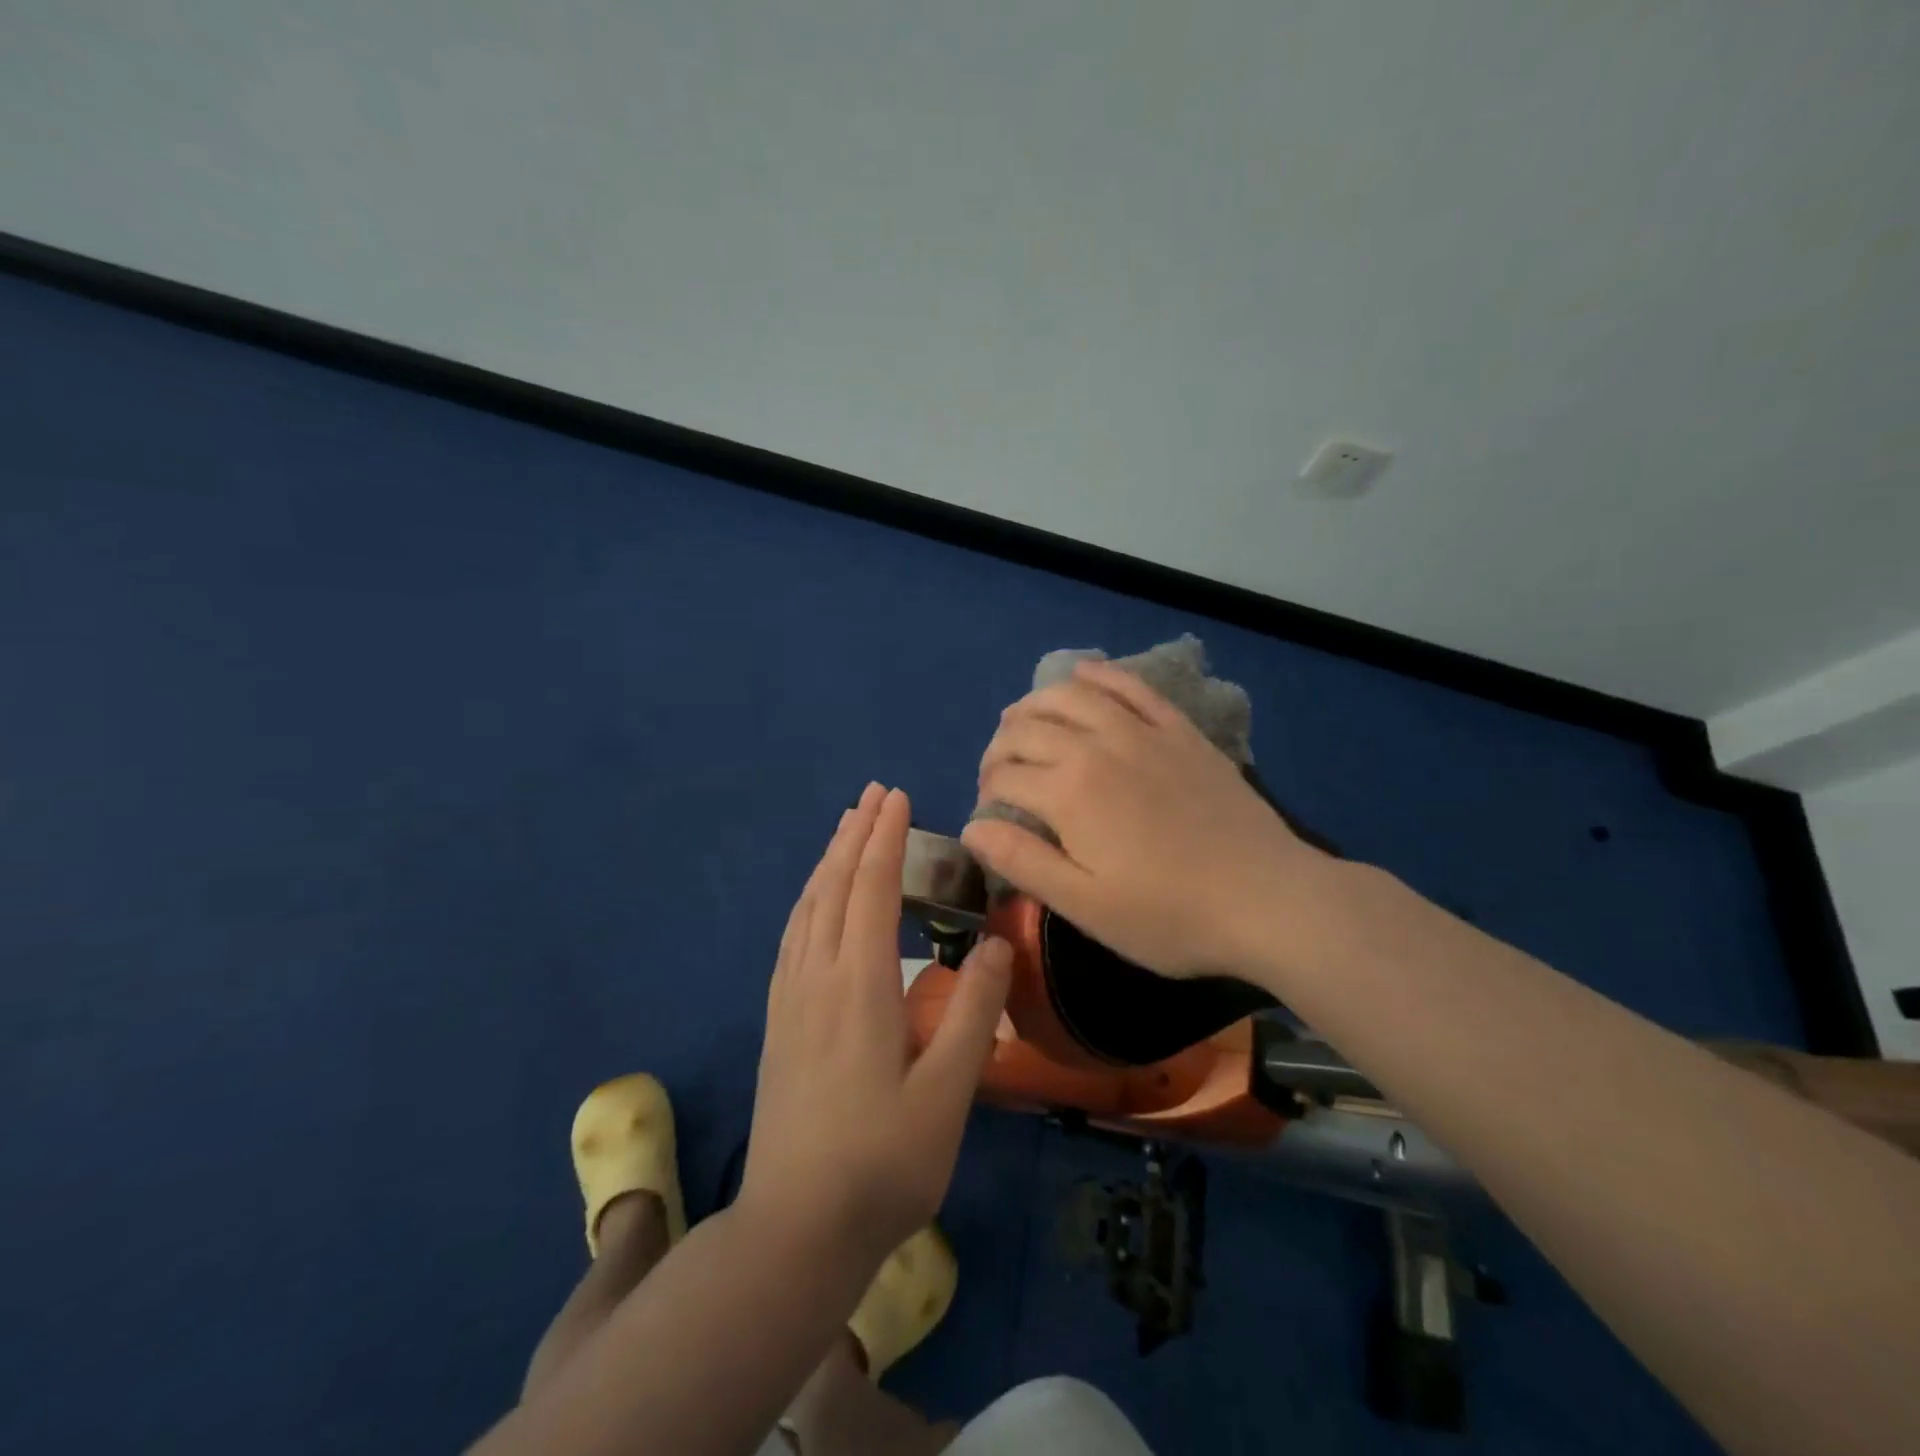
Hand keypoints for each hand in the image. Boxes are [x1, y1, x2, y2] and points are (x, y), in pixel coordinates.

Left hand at [741, 783, 1012, 1258]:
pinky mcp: (778, 1021)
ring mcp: (790, 999)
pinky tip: (814, 901)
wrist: (795, 1229)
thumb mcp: (948, 1093)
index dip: (885, 840)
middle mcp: (817, 977)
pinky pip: (792, 935)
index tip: (898, 798)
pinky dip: (808, 899)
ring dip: (829, 861)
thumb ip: (974, 1012)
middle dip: (855, 835)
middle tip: (874, 795)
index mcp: (859, 985)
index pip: (871, 889)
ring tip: (846, 830)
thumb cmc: (884, 1162)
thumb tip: (995, 942)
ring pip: (807, 908)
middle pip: (834, 886)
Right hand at [963, 659, 1333, 980]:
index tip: (990, 816)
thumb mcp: (1086, 906)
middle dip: (1000, 747)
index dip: (986, 791)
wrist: (1267, 899)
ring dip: (1035, 703)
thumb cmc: (1169, 916)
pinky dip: (1100, 676)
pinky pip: (1131, 687)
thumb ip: (1023, 862)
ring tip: (1023, 722)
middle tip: (999, 775)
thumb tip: (973, 827)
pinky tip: (1083, 675)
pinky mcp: (1178, 731)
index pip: (1004, 775)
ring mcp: (1141, 732)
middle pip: (1028, 728)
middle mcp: (1096, 746)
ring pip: (1071, 695)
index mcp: (1068, 792)